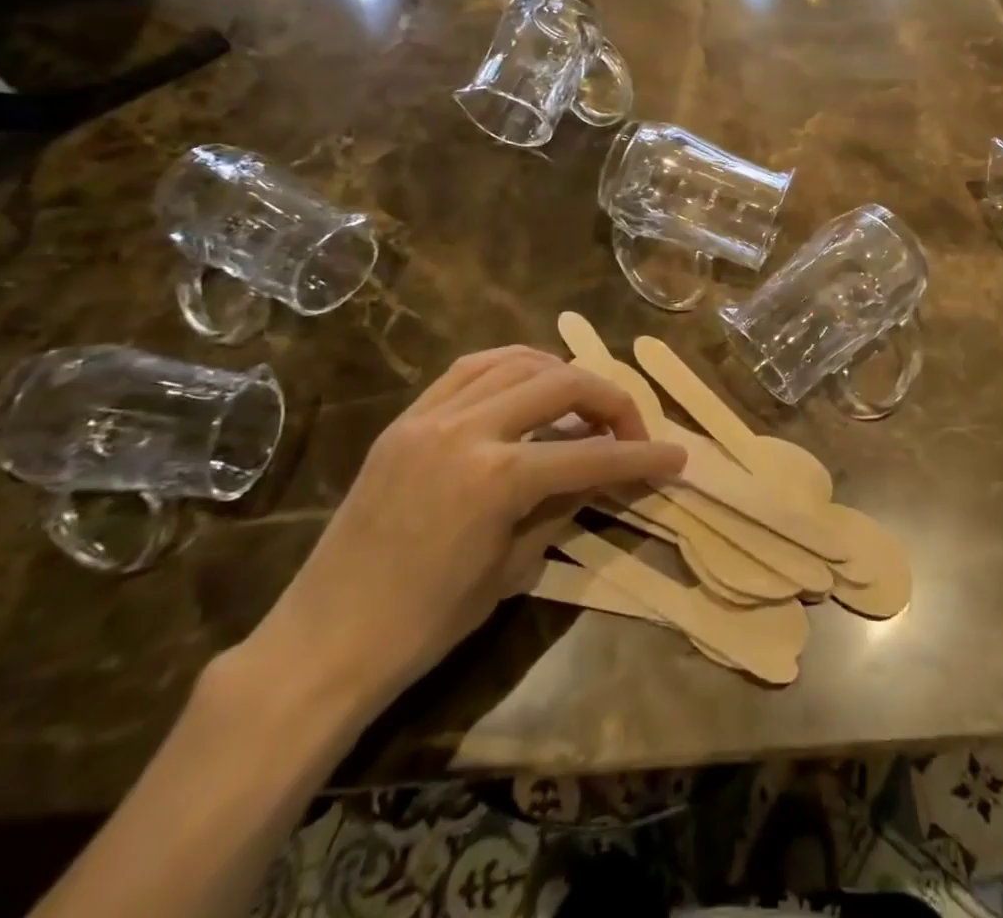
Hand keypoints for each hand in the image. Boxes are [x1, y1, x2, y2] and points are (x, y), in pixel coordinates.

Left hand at [238, 347, 685, 721]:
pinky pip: (469, 369)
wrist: (325, 641)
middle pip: (562, 384)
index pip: (592, 454)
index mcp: (498, 478)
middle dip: (610, 399)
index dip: (642, 456)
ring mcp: (431, 416)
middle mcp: (468, 429)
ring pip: (516, 360)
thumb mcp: (513, 568)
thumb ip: (564, 505)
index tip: (676, 457)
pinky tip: (528, 383)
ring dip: (562, 373)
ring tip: (583, 400)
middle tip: (630, 428)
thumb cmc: (425, 624)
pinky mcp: (406, 418)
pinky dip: (510, 366)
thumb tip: (605, 471)